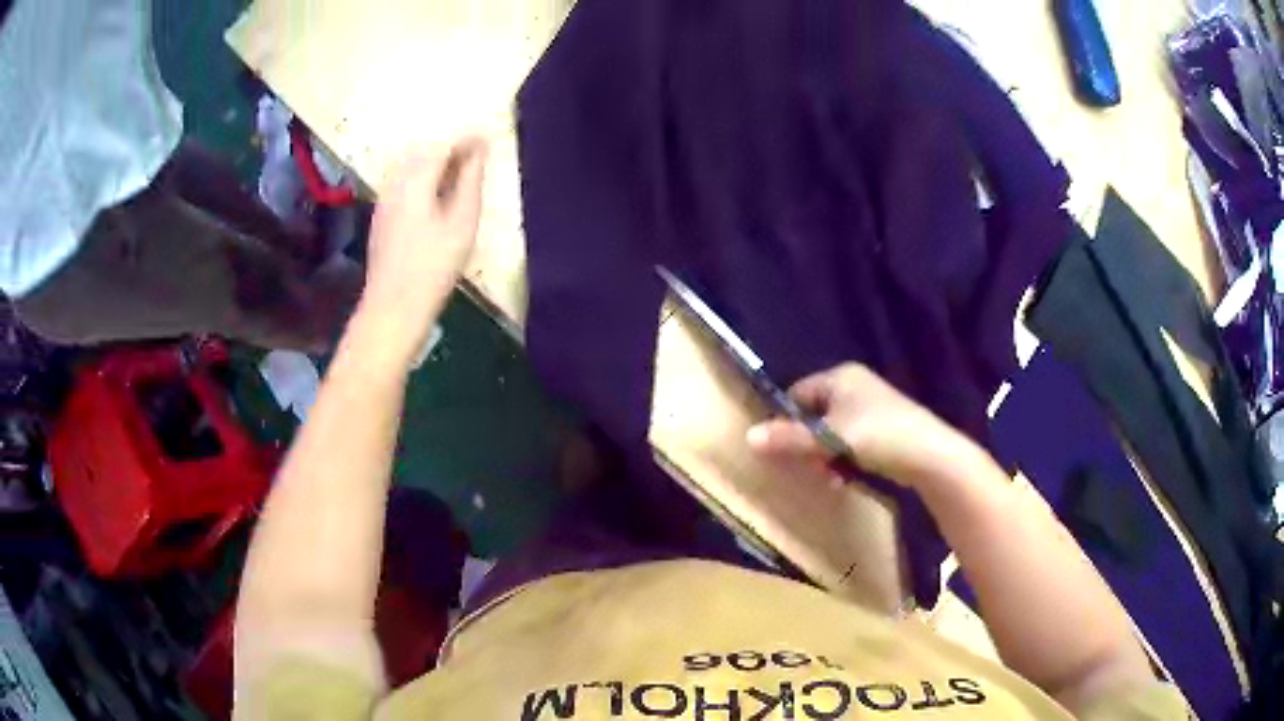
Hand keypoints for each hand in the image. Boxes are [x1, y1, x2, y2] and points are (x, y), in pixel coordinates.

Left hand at [358, 138, 488, 363]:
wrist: (393, 306)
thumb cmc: (434, 266)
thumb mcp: (462, 222)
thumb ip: (470, 181)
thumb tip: (478, 151)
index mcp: (416, 179)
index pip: (443, 145)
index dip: (467, 138)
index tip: (489, 137)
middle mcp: (395, 182)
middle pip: (423, 150)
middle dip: (450, 146)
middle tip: (477, 153)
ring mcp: (385, 199)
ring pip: (410, 165)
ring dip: (435, 161)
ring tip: (460, 172)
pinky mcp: (382, 215)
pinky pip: (403, 181)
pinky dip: (423, 177)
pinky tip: (437, 194)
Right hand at [746, 363, 981, 489]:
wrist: (928, 454)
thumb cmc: (877, 435)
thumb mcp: (829, 437)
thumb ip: (790, 438)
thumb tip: (748, 436)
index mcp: (840, 377)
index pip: (798, 392)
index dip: (787, 419)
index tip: (782, 447)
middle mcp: (855, 386)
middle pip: (815, 414)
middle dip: (808, 444)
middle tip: (808, 467)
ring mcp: (871, 407)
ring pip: (832, 432)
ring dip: (825, 456)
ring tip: (829, 477)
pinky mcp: (883, 429)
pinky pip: (850, 441)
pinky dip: (844, 459)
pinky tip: (845, 479)